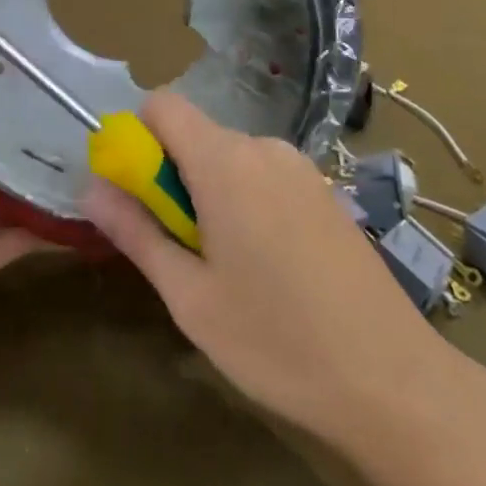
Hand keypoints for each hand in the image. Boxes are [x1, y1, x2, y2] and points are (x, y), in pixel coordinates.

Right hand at [82, 92, 458, 439]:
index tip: (137, 193)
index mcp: (224, 161)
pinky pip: (264, 174)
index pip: (163, 104)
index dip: (138, 137)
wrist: (393, 380)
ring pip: (230, 156)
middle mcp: (263, 147)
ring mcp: (300, 166)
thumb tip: (92, 188)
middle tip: (180, 247)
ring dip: (210, 191)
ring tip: (226, 265)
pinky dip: (246, 198)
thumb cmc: (277, 341)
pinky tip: (268, 264)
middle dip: (172, 175)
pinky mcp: (324, 190)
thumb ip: (137, 233)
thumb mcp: (191, 297)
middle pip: (196, 134)